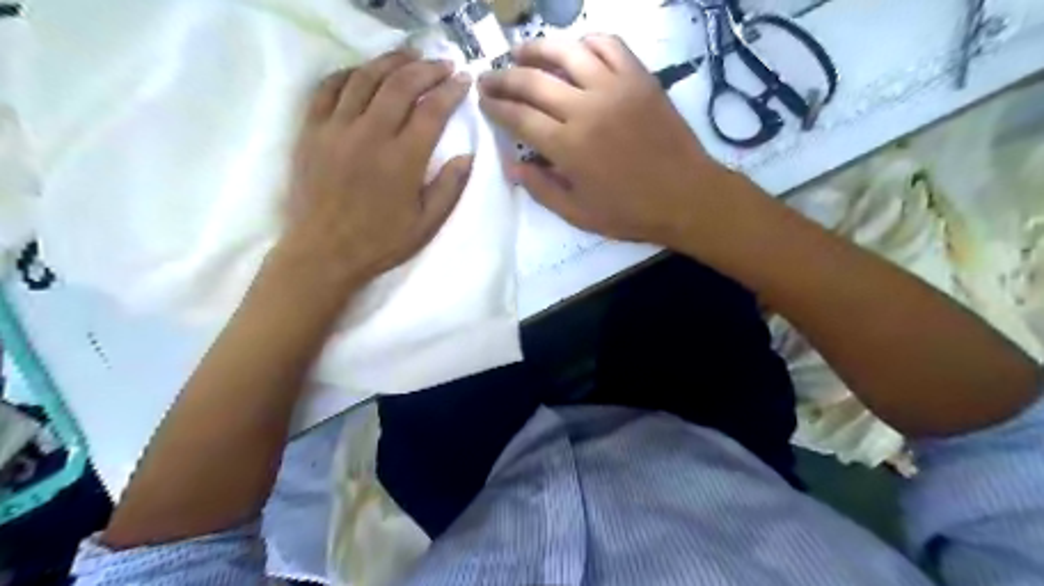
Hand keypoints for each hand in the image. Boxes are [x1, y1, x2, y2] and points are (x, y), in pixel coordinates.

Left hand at [277, 51, 474, 295]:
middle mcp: (370, 134)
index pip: (431, 111)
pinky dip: (349, 73)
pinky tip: (363, 73)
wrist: (323, 252)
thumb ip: (449, 187)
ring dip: (390, 61)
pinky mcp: (311, 131)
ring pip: (364, 78)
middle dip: (426, 69)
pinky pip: (328, 88)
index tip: (463, 80)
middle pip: (400, 85)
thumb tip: (467, 155)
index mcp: (403, 159)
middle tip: (442, 64)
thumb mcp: (426, 224)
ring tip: (409, 57)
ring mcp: (336, 128)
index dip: (451, 91)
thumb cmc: (380, 242)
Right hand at [479, 35, 731, 246]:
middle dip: (503, 78)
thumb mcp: (578, 213)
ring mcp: (615, 87)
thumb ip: (541, 189)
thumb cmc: (630, 212)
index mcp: (568, 147)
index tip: (483, 102)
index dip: (496, 108)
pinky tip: (575, 49)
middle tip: (489, 77)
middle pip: (533, 81)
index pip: (519, 117)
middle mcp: (586, 108)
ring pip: (567, 52)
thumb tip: (511, 165)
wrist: (686, 196)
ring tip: (520, 52)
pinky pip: (609, 45)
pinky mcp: (639, 78)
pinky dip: (586, 41)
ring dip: (537, 48)